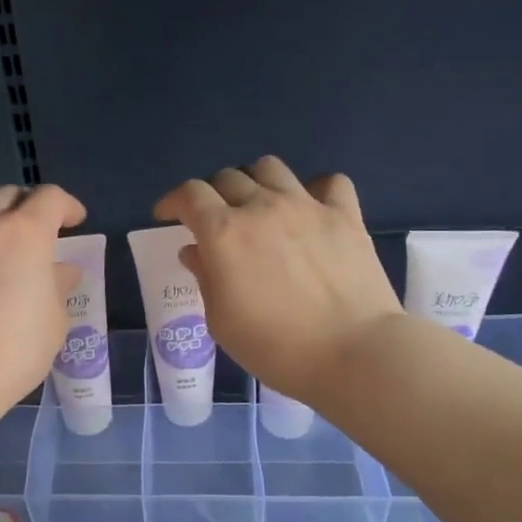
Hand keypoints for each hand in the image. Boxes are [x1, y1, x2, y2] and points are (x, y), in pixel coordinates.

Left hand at [0, 184, 85, 413]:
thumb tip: (59, 271)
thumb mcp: (53, 321)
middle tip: (40, 232)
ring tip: (4, 256)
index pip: (49, 198)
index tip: (76, 221)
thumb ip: (57, 288)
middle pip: (7, 196)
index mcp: (24, 233)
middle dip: (28, 206)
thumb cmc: (14, 347)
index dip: (67, 205)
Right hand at [153, 156, 401, 400]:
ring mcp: (307, 206)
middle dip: (211, 194)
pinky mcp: (345, 215)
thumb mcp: (222, 322)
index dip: (173, 201)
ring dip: (253, 182)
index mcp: (224, 233)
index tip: (168, 215)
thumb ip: (205, 278)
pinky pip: (328, 182)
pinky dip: (313, 189)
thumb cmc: (276, 347)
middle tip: (213, 220)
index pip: (190, 194)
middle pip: (227, 177)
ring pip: (270, 167)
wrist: (354, 354)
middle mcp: (262, 207)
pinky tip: (309, 208)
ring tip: (256, 206)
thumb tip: (196, 251)